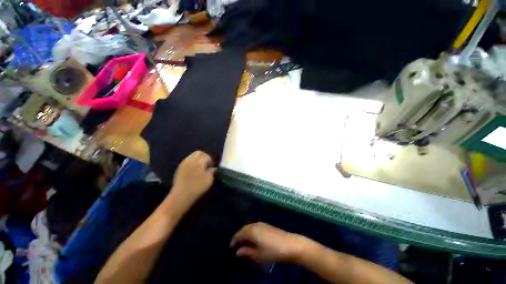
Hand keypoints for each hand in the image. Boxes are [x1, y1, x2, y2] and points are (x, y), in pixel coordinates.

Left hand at [171, 151, 216, 205]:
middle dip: (204, 156)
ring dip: (197, 158)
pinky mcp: (179, 167)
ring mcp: (184, 163)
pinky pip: (187, 160)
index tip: (212, 166)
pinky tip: (193, 169)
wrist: (181, 196)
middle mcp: (191, 160)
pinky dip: (192, 162)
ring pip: (192, 155)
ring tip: (200, 167)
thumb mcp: (209, 180)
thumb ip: (212, 172)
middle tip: (206, 164)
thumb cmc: (197, 188)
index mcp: (199, 162)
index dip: (210, 160)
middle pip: (198, 153)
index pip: (206, 156)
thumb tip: (213, 168)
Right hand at [230, 222, 307, 263]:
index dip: (234, 240)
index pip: (239, 234)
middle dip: (239, 236)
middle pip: (244, 228)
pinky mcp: (267, 225)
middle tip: (236, 245)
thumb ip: (247, 252)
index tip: (231, 247)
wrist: (290, 244)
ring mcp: (261, 224)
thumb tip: (238, 251)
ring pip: (249, 227)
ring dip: (245, 233)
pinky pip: (255, 226)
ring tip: (244, 243)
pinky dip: (251, 232)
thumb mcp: (258, 255)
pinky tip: (253, 238)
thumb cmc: (273, 251)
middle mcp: (255, 224)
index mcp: (251, 231)